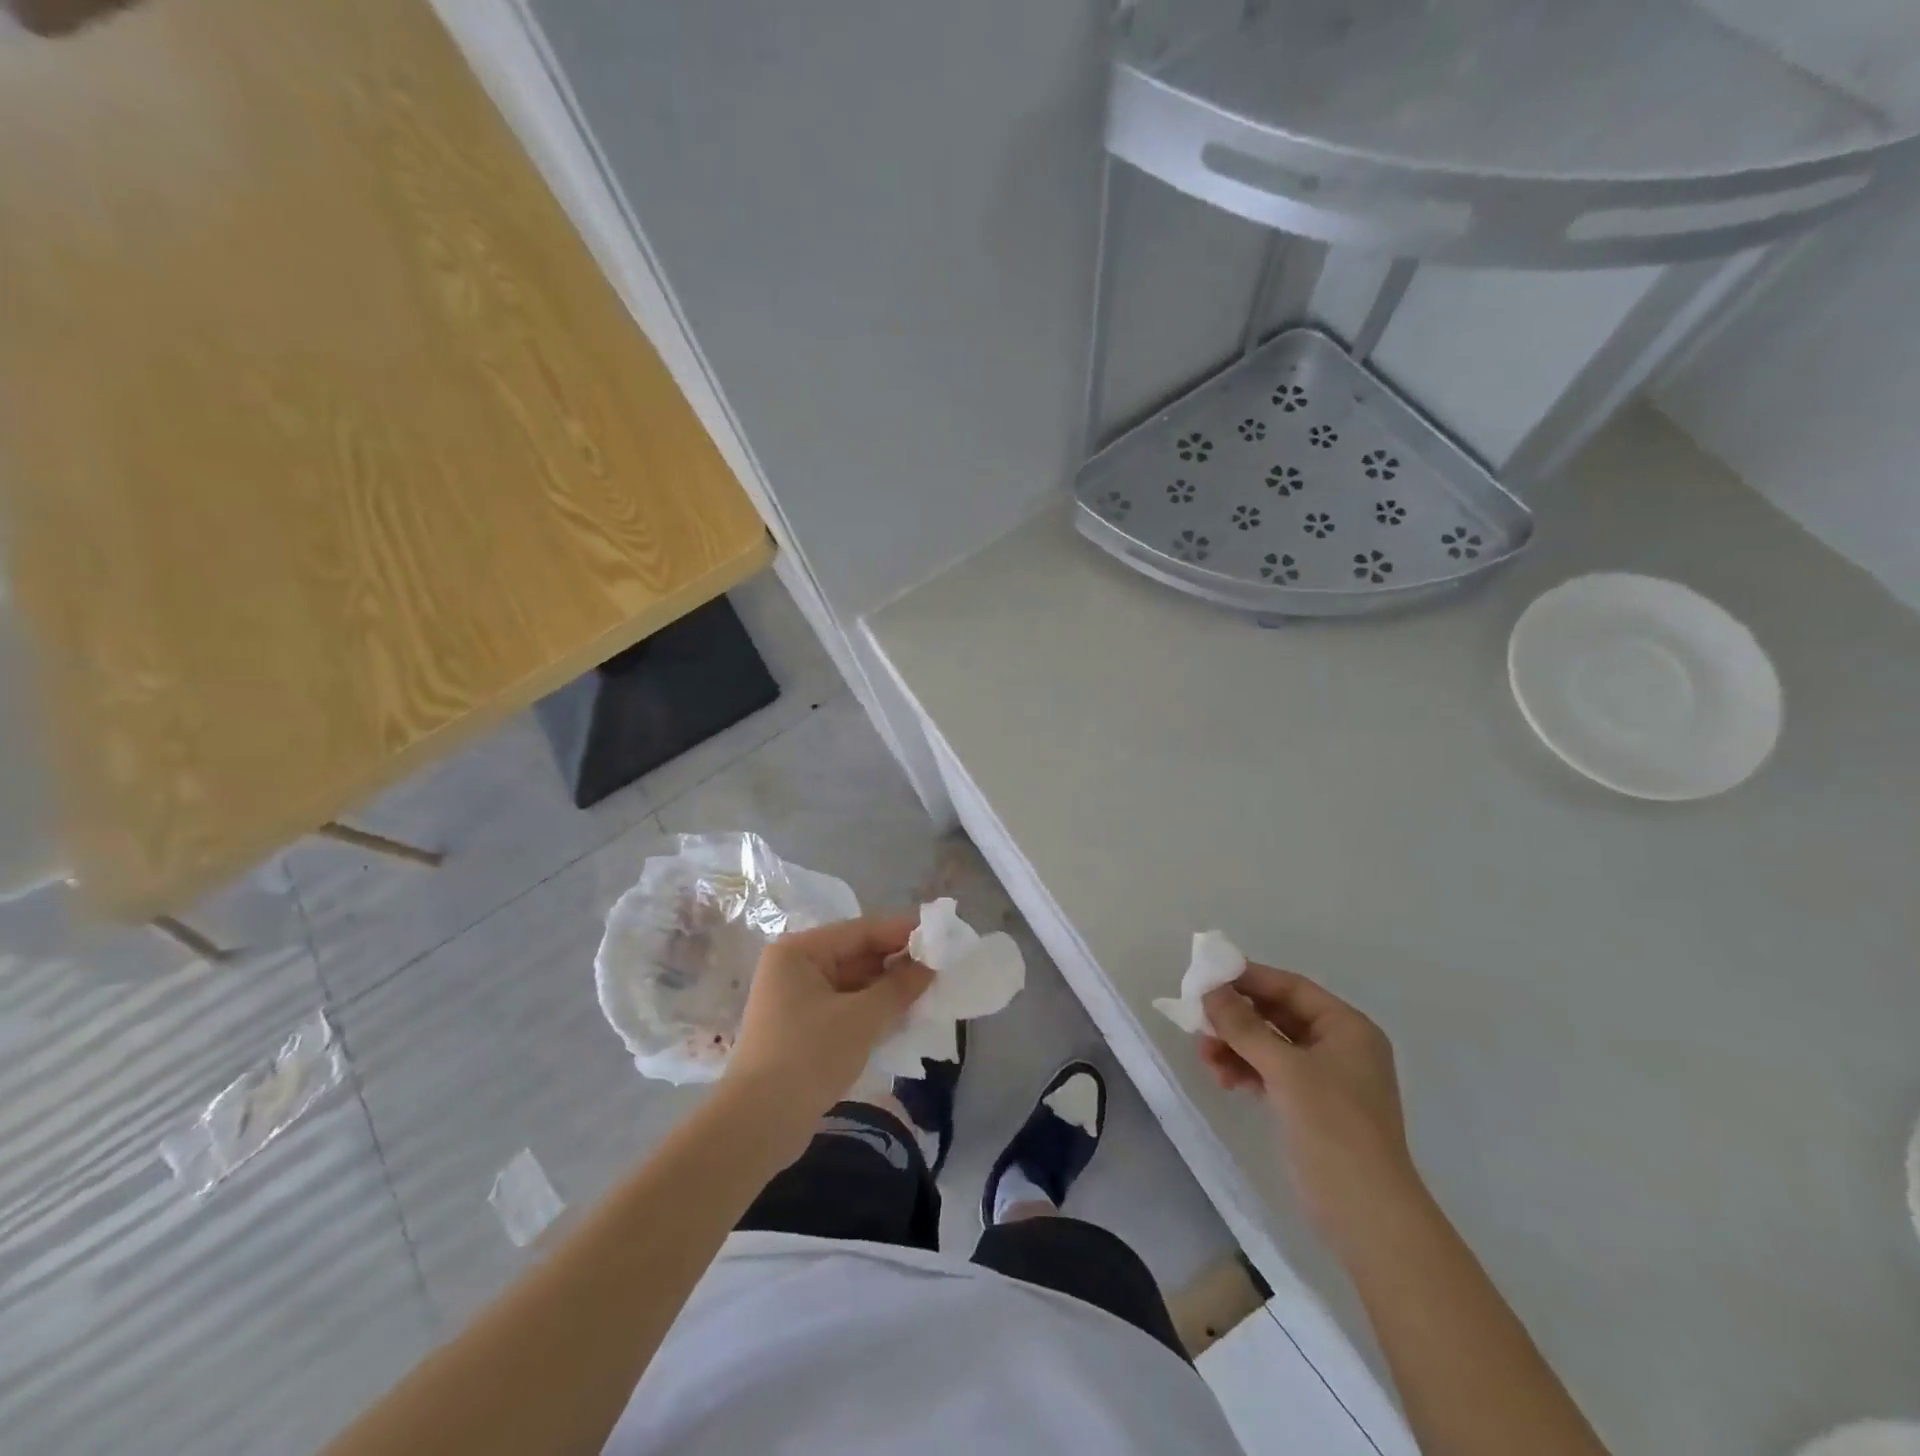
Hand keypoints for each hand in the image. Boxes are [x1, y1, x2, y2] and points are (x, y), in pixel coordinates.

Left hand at [724, 914, 932, 1143]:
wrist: (758, 1125)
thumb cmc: (808, 1056)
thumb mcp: (862, 1018)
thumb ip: (900, 986)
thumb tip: (930, 965)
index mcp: (800, 951)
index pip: (861, 930)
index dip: (902, 932)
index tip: (942, 935)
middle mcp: (795, 967)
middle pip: (856, 954)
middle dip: (898, 963)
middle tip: (941, 967)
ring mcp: (797, 1000)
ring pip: (854, 983)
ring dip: (889, 989)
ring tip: (931, 991)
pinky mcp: (803, 1030)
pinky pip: (847, 1007)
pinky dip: (874, 1010)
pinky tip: (905, 1016)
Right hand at [1198, 964, 1421, 1235]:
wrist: (1366, 1214)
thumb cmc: (1334, 1127)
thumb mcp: (1285, 1069)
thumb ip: (1244, 1026)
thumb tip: (1210, 990)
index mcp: (1346, 1027)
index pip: (1291, 988)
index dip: (1248, 979)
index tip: (1207, 977)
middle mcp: (1337, 1046)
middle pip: (1276, 1015)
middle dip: (1236, 1018)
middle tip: (1198, 1020)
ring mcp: (1324, 1078)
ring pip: (1268, 1045)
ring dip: (1235, 1046)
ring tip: (1205, 1058)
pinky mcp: (1308, 1106)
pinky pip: (1269, 1072)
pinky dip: (1245, 1070)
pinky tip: (1223, 1079)